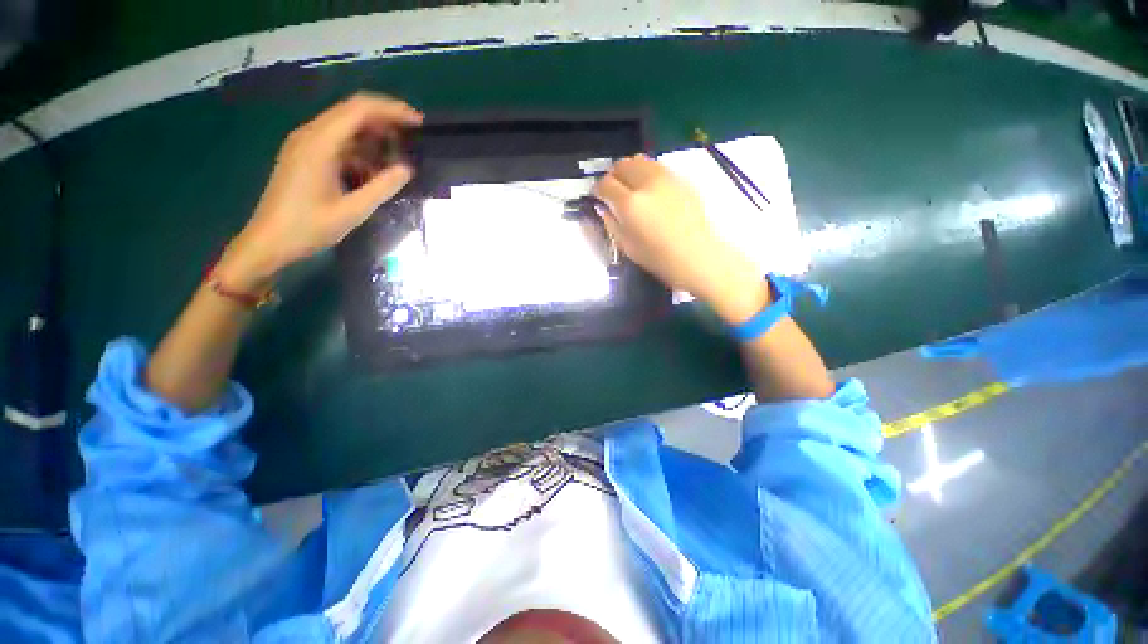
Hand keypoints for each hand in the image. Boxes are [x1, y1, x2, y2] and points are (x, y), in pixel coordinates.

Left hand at [216, 93, 423, 290]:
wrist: (269, 242)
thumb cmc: (308, 228)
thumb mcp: (352, 211)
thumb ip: (381, 187)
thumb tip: (407, 169)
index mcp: (319, 144)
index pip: (359, 109)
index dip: (391, 110)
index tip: (418, 123)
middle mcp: (310, 135)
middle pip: (352, 112)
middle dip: (386, 121)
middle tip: (413, 139)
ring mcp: (305, 145)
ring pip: (346, 127)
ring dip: (374, 137)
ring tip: (399, 157)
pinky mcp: (306, 156)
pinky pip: (339, 142)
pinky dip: (361, 150)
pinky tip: (374, 170)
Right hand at [592, 155, 769, 323]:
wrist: (698, 256)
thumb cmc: (659, 258)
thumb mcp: (627, 246)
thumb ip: (611, 222)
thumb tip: (602, 207)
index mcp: (630, 203)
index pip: (605, 184)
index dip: (597, 190)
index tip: (598, 198)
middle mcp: (646, 183)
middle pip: (622, 165)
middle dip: (613, 176)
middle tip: (613, 191)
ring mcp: (666, 178)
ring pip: (640, 160)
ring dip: (630, 171)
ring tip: (631, 188)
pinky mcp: (681, 179)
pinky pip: (657, 167)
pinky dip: (647, 173)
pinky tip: (650, 190)